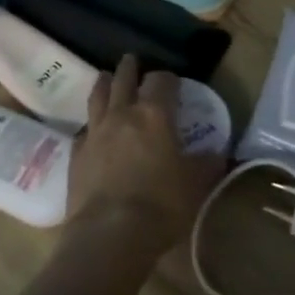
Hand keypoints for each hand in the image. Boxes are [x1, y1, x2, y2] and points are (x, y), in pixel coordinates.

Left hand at [65, 55, 223, 262]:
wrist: (109, 233)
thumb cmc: (160, 205)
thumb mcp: (194, 186)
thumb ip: (206, 165)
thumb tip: (217, 154)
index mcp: (154, 115)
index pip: (161, 81)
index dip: (168, 78)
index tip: (173, 82)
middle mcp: (122, 114)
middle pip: (124, 78)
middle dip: (131, 67)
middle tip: (133, 61)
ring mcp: (95, 131)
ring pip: (98, 95)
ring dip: (105, 83)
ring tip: (107, 78)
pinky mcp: (77, 152)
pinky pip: (85, 128)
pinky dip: (91, 123)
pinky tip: (93, 129)